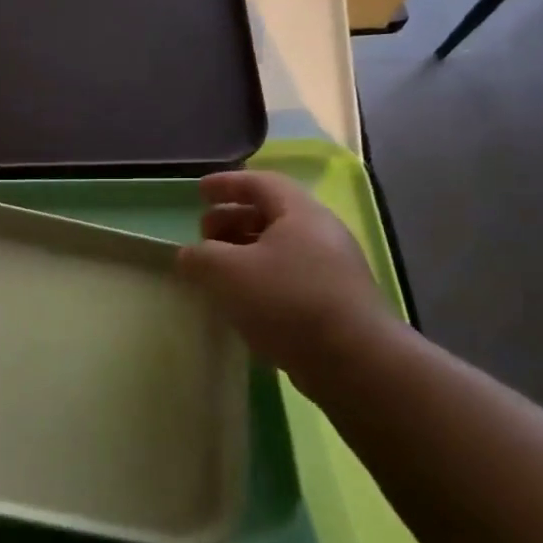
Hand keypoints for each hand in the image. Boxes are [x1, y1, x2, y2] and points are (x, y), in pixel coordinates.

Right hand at [177, 170, 396, 387]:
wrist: (353, 360)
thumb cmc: (287, 300)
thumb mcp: (227, 272)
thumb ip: (200, 257)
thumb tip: (189, 255)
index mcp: (300, 213)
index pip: (260, 183)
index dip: (226, 184)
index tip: (198, 192)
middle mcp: (320, 233)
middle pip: (269, 214)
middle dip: (231, 220)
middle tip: (203, 236)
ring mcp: (331, 268)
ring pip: (279, 248)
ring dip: (243, 252)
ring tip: (217, 271)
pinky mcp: (333, 301)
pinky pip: (288, 276)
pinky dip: (259, 278)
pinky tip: (241, 301)